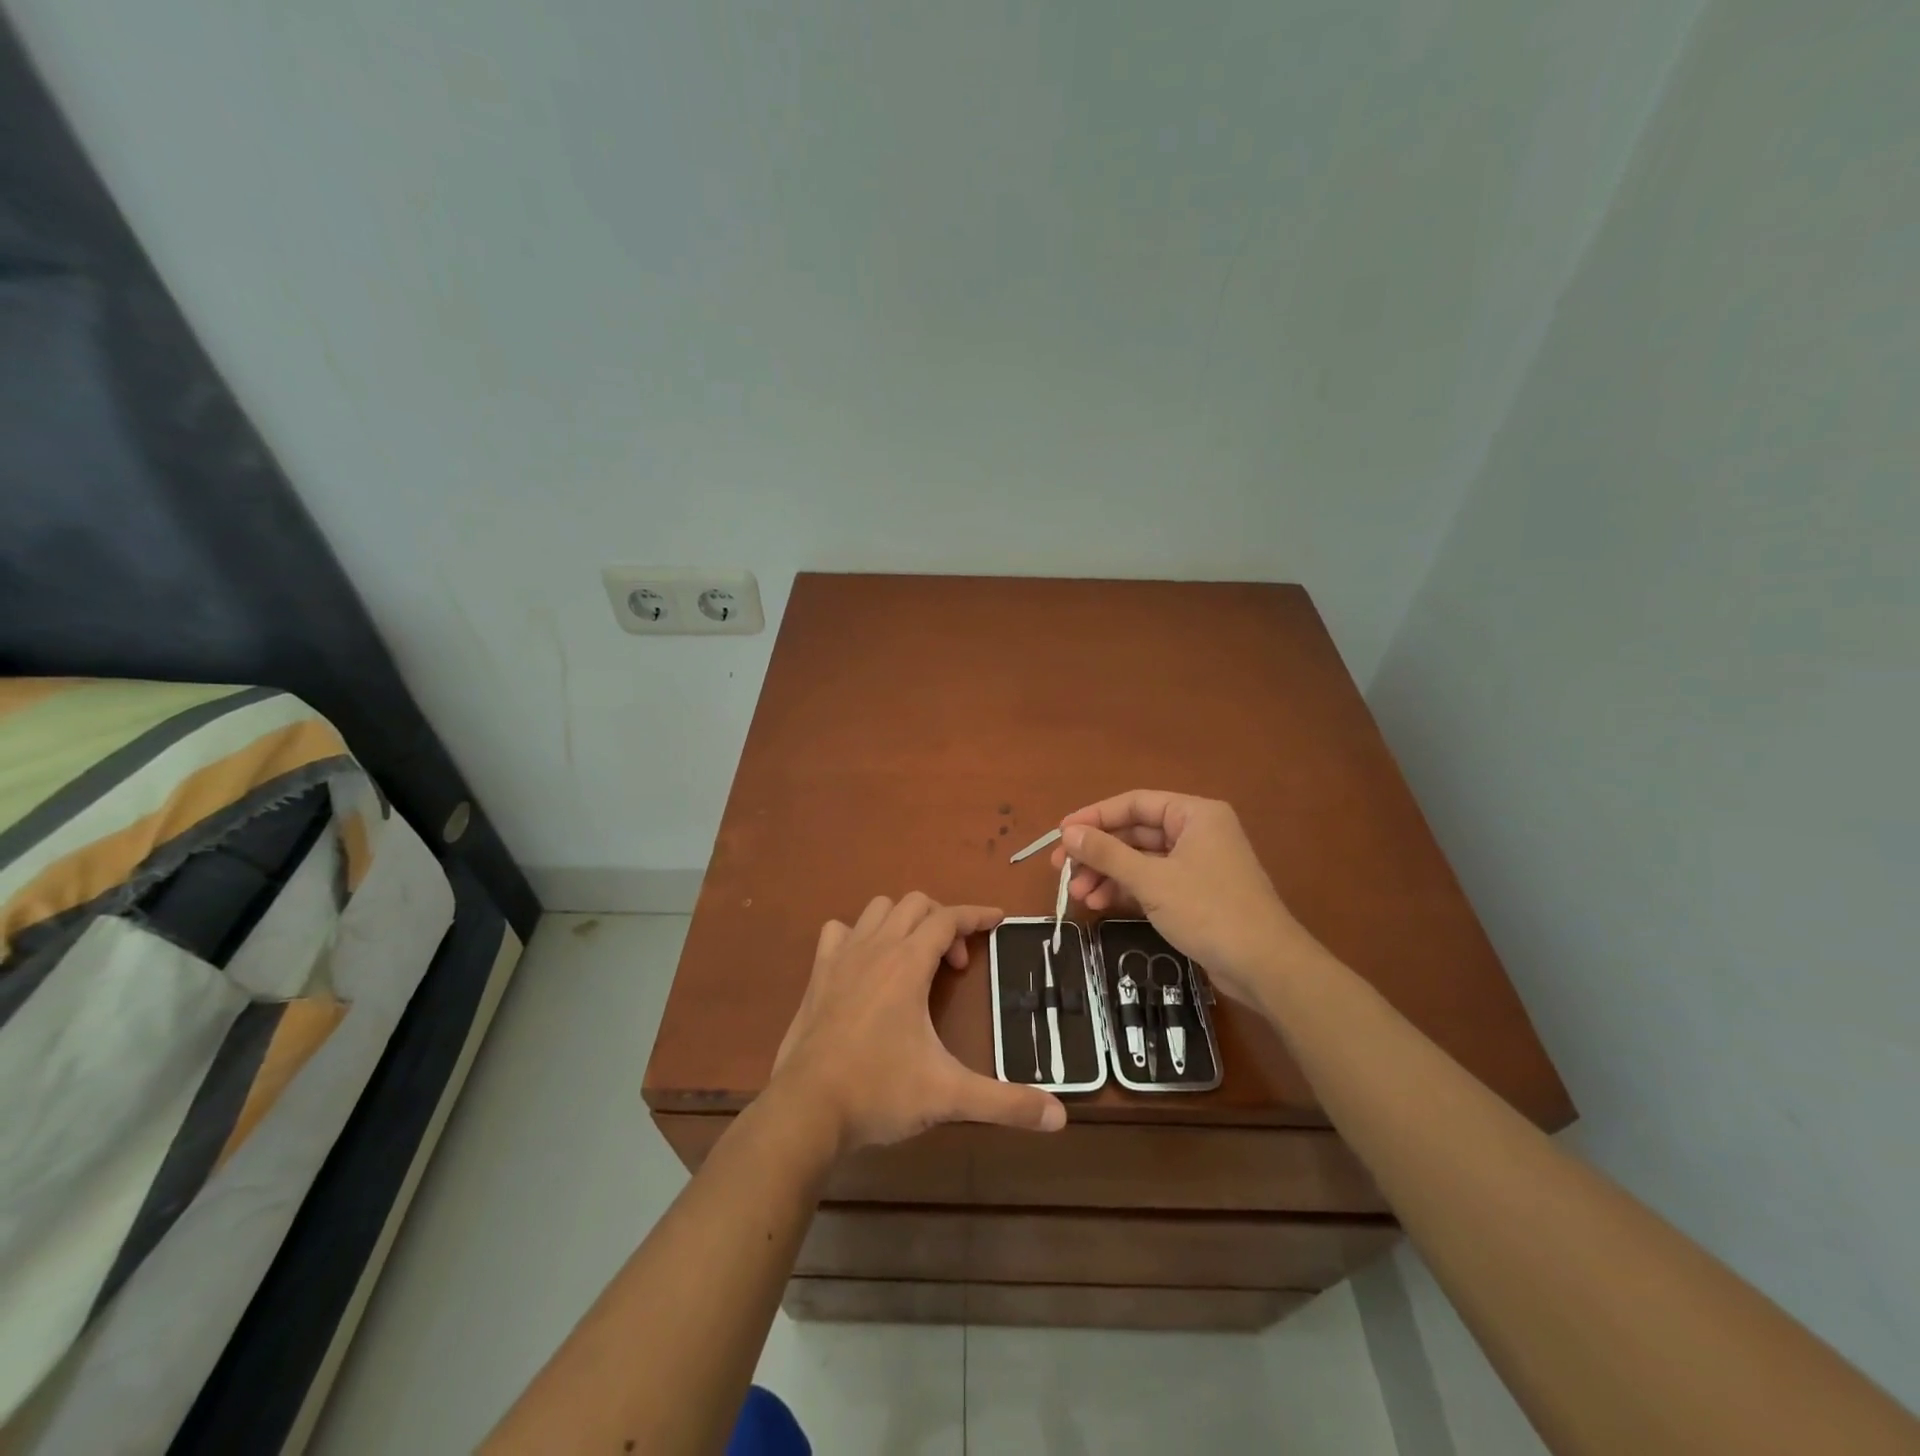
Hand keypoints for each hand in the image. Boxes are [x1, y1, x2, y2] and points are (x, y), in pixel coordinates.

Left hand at [770, 893, 1066, 1155]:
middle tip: (955, 966)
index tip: (998, 919)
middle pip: (915, 904)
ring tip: (916, 959)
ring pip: (877, 909)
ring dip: (903, 921)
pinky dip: (858, 935)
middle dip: (943, 922)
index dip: (976, 915)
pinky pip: (839, 932)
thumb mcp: (948, 1096)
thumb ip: (1005, 1103)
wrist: (806, 1109)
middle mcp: (875, 948)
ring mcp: (841, 957)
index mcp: (907, 963)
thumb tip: (1060, 1116)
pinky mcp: (818, 975)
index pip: (948, 918)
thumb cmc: (879, 1092)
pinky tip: (866, 966)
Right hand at [1050, 790, 1319, 1006]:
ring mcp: (1197, 864)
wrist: (1265, 966)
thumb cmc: (1209, 910)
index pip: (1134, 803)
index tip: (1061, 833)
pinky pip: (1152, 881)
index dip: (1095, 816)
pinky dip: (1126, 890)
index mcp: (1194, 814)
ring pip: (1141, 859)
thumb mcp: (1151, 880)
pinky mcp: (1196, 894)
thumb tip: (1068, 832)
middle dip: (1098, 851)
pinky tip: (1100, 904)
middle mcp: (1197, 832)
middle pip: (1135, 832)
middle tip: (1061, 867)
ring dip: (1108, 874)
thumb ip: (1107, 854)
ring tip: (1077, 894)